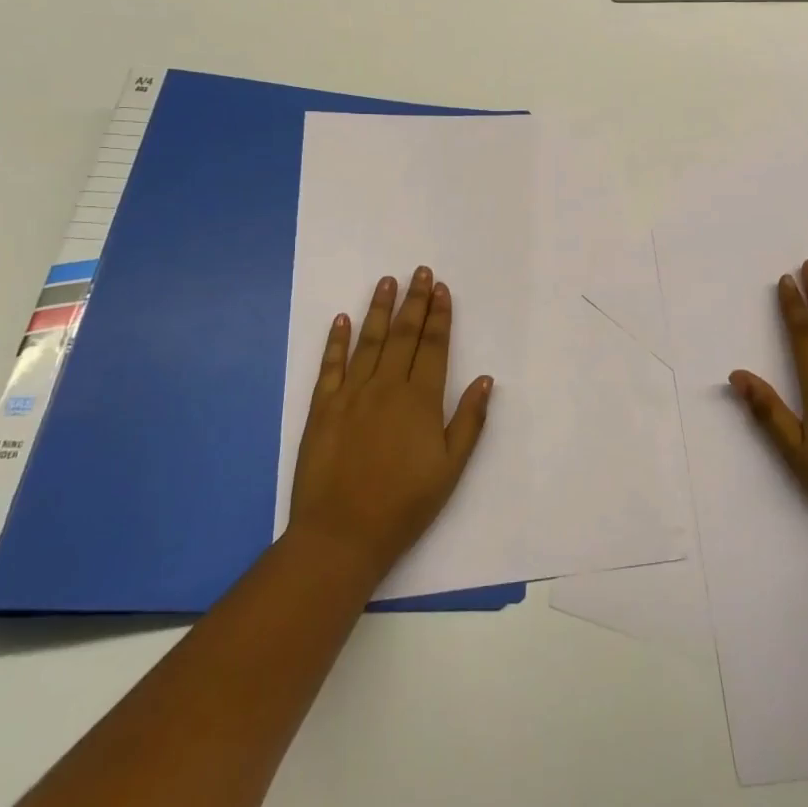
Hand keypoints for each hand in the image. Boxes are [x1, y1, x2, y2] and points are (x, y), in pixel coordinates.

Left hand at [287, 268, 491, 582]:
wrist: (341, 535)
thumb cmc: (404, 505)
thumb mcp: (450, 468)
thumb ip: (469, 421)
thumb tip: (486, 379)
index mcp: (420, 400)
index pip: (434, 346)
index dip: (439, 315)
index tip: (442, 289)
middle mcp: (386, 387)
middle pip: (403, 335)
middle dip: (414, 301)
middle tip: (419, 271)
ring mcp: (350, 395)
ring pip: (368, 342)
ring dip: (379, 309)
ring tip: (387, 281)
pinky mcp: (321, 409)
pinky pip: (329, 366)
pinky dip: (336, 341)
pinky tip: (343, 319)